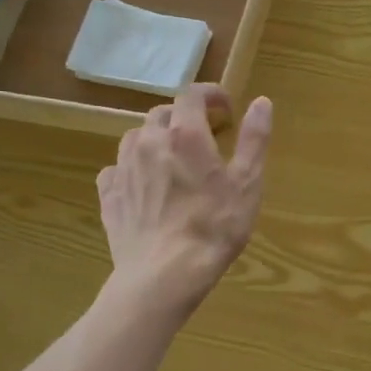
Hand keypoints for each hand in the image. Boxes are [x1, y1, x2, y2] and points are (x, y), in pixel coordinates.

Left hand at [97, 84, 271, 315]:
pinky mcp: (108, 196)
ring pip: (135, 138)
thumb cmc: (214, 228)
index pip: (192, 95)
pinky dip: (130, 168)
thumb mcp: (247, 184)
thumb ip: (254, 139)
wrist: (164, 275)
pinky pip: (115, 169)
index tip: (225, 108)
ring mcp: (123, 168)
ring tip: (171, 158)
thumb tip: (261, 102)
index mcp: (185, 134)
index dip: (210, 94)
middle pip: (162, 114)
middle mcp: (149, 142)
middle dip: (184, 118)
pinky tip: (142, 184)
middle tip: (204, 137)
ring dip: (155, 139)